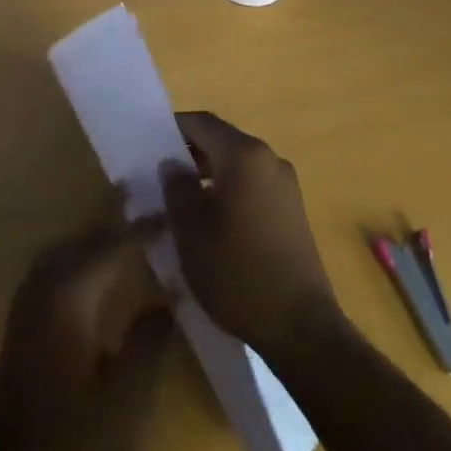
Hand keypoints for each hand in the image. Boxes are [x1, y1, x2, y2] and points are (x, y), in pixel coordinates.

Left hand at [0, 203, 174, 450]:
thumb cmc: (72, 445)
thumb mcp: (126, 400)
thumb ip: (150, 340)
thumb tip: (170, 293)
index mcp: (68, 295)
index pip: (112, 244)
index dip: (143, 227)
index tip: (173, 211)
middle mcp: (43, 286)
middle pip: (84, 238)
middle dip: (117, 219)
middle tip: (150, 201)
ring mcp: (27, 303)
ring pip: (67, 251)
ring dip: (97, 237)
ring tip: (131, 229)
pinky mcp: (22, 323)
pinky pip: (56, 269)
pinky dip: (82, 258)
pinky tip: (102, 275)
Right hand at [161, 111, 341, 358]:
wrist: (301, 328)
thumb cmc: (237, 272)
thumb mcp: (191, 230)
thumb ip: (176, 188)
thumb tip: (172, 164)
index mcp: (244, 155)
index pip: (202, 123)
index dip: (172, 128)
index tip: (149, 145)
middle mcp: (269, 159)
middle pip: (221, 142)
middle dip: (189, 155)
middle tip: (160, 178)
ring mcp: (286, 186)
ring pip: (237, 166)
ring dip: (209, 176)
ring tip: (183, 204)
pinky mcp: (293, 212)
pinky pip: (253, 187)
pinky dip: (229, 193)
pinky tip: (213, 224)